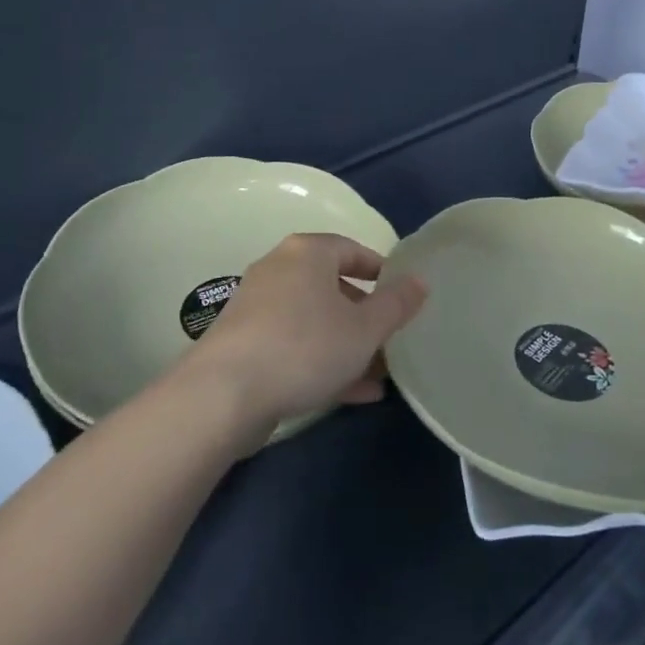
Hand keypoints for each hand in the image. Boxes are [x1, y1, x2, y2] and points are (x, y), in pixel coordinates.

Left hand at [180, 233, 428, 433]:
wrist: (223, 394)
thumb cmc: (305, 347)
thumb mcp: (364, 329)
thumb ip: (396, 304)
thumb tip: (420, 281)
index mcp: (308, 253)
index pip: (352, 249)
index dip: (382, 272)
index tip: (402, 296)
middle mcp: (279, 270)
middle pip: (333, 288)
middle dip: (365, 318)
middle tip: (391, 341)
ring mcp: (257, 308)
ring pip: (315, 322)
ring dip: (347, 346)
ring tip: (378, 377)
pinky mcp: (244, 344)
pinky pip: (294, 345)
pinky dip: (321, 362)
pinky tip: (352, 395)